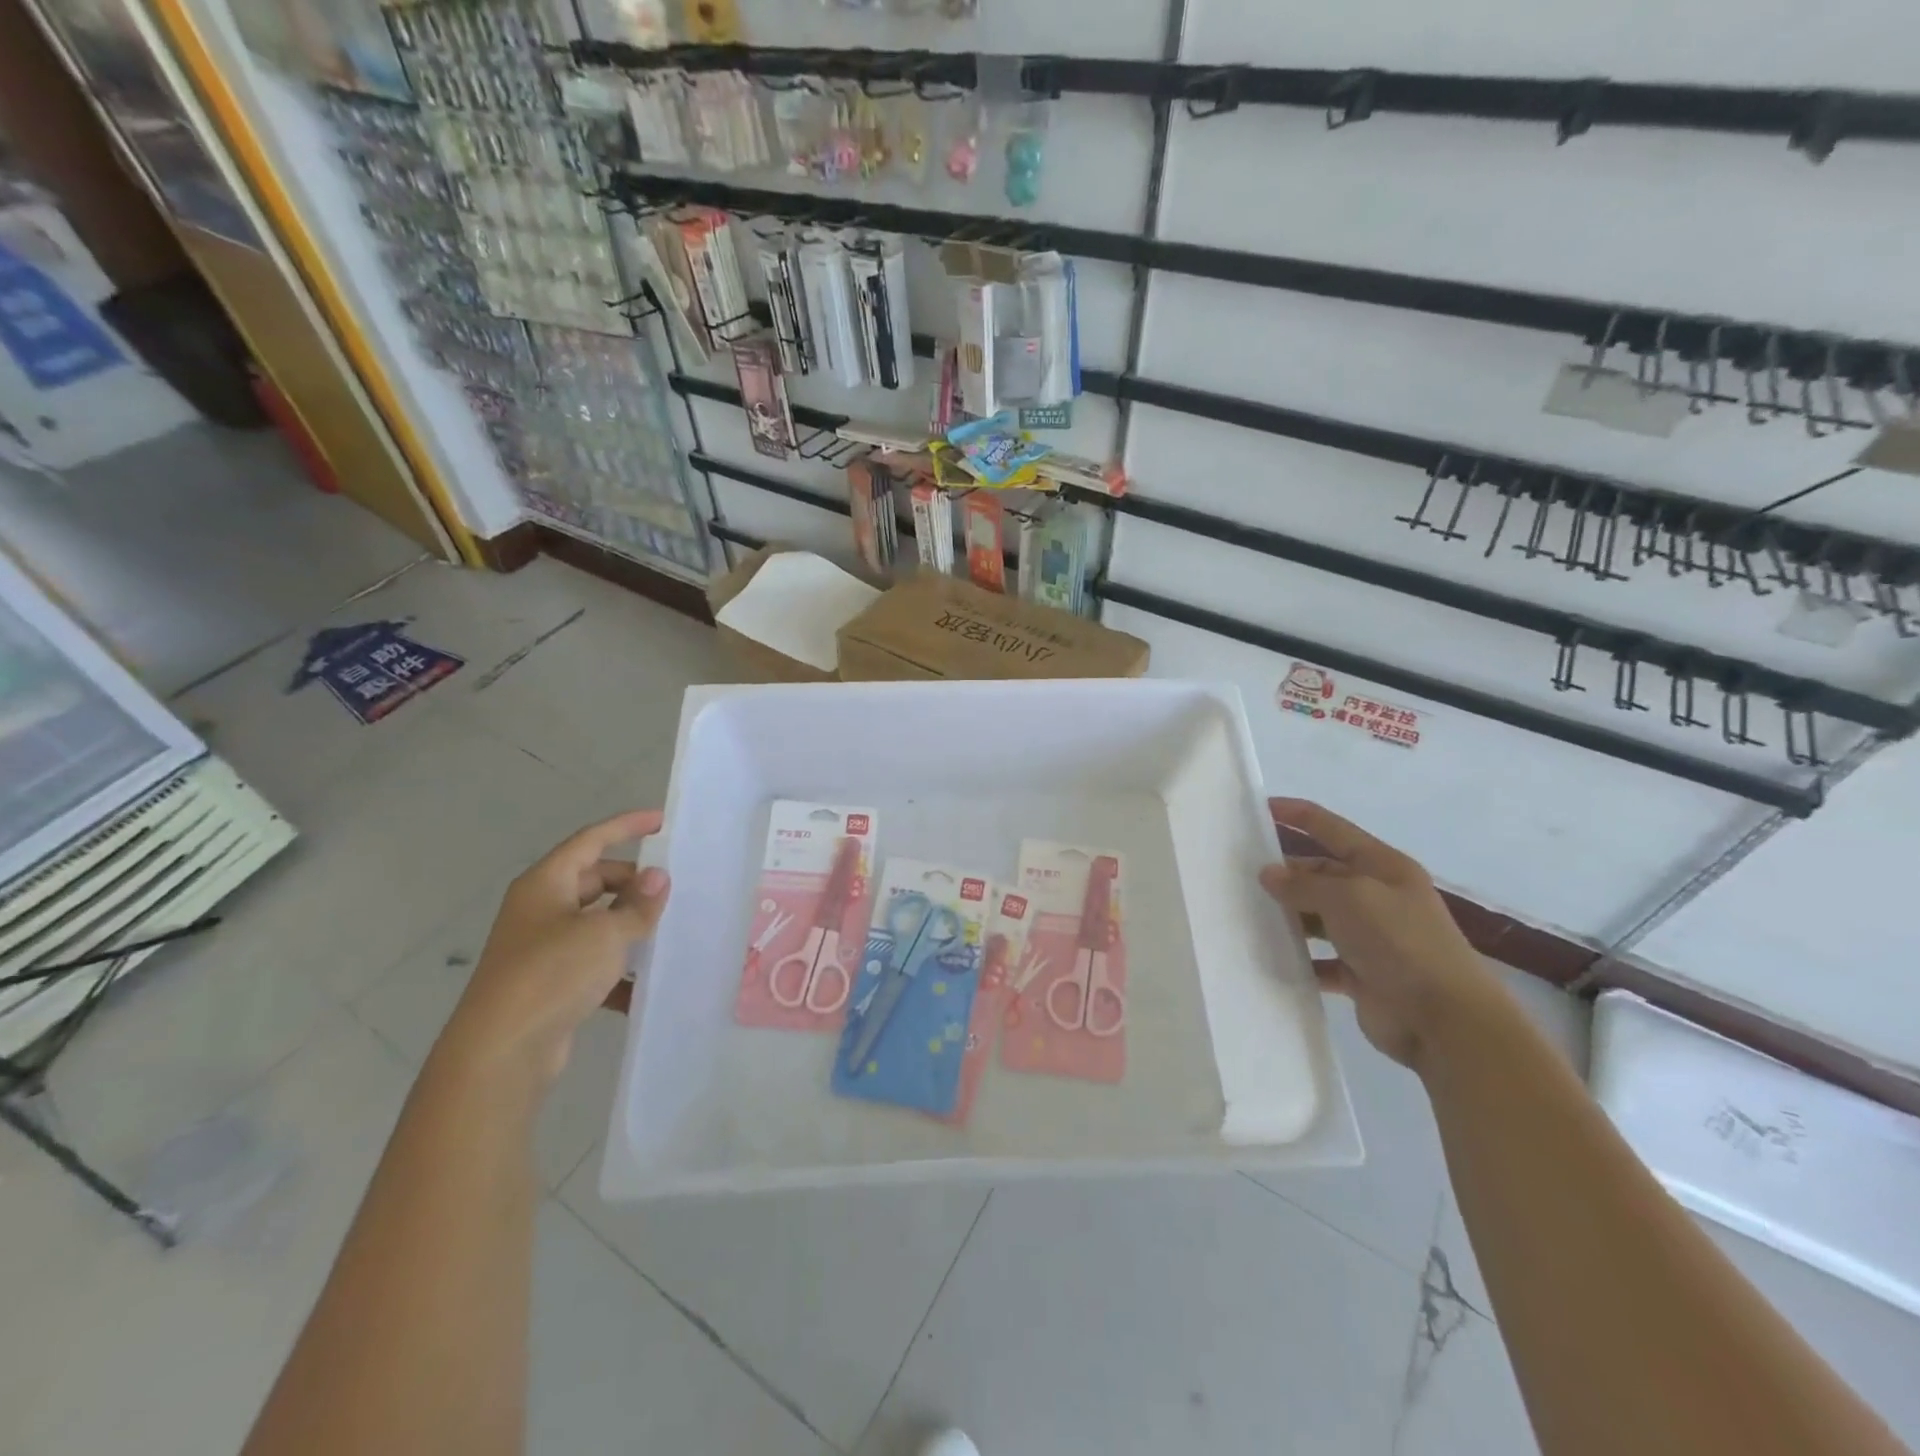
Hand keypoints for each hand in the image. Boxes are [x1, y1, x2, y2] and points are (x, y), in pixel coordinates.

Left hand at [438, 809, 669, 1091]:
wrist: (500, 1053)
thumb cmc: (551, 974)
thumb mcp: (605, 933)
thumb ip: (638, 905)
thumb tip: (658, 878)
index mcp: (546, 884)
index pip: (590, 840)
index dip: (626, 827)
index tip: (662, 822)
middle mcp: (541, 909)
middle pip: (594, 881)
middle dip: (633, 883)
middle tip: (672, 889)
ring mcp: (542, 948)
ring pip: (596, 923)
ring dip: (629, 925)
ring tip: (668, 931)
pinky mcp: (549, 984)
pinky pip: (592, 962)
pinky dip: (617, 968)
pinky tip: (644, 984)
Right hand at [1260, 798, 1497, 1070]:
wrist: (1445, 1020)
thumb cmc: (1399, 943)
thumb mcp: (1348, 899)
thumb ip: (1304, 884)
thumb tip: (1269, 874)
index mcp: (1383, 867)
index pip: (1332, 829)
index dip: (1298, 815)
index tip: (1259, 808)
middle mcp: (1377, 897)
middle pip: (1321, 873)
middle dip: (1285, 872)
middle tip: (1239, 874)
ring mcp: (1370, 937)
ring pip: (1317, 917)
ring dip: (1288, 916)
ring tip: (1247, 914)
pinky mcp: (1361, 974)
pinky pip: (1320, 959)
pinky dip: (1300, 959)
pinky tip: (1271, 957)